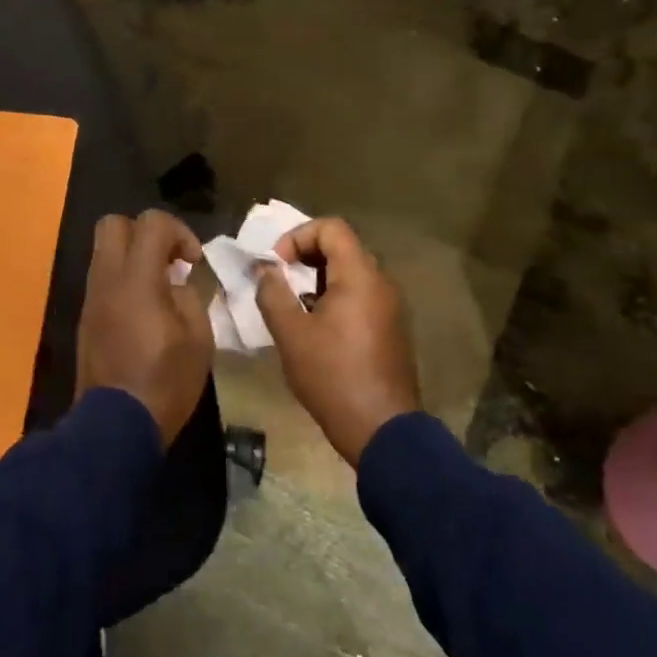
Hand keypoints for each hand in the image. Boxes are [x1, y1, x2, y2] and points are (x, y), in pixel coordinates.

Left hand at [76, 210, 213, 442]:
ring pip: (104, 251)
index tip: (193, 261)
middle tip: (169, 261)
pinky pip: (102, 278)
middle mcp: (107, 279)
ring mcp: (91, 298)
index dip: (179, 231)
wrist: (116, 426)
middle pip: (113, 224)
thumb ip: (190, 298)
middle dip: (145, 232)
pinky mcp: (86, 317)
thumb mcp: (198, 339)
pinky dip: (123, 279)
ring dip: (132, 256)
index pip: (151, 222)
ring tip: (159, 287)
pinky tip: (143, 310)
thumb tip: (178, 284)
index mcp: (137, 279)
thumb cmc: (165, 381)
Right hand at [254, 217, 419, 464]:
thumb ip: (273, 293)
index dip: (297, 236)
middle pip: (342, 247)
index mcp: (359, 276)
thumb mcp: (291, 334)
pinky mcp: (391, 328)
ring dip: (318, 280)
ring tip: (294, 308)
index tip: (277, 265)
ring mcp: (391, 306)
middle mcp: (381, 282)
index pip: (331, 228)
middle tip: (280, 283)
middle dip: (305, 258)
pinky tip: (317, 329)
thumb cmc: (332, 376)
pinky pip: (361, 295)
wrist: (381, 429)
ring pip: (351, 273)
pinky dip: (335, 298)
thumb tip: (265, 269)